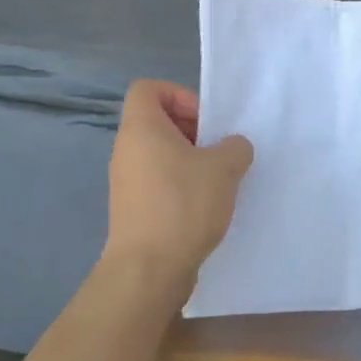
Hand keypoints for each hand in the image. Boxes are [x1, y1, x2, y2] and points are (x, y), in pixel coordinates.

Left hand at [104, 80, 252, 286]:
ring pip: (159, 154)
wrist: (148, 271)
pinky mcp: (132, 210)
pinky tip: (205, 206)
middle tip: (217, 149)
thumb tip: (232, 147)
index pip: (147, 89)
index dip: (178, 95)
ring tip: (217, 179)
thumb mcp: (224, 167)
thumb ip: (235, 147)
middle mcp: (126, 150)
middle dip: (191, 129)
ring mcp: (126, 182)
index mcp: (141, 129)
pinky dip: (180, 185)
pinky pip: (157, 181)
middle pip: (156, 121)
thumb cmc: (183, 205)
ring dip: (190, 160)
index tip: (204, 120)